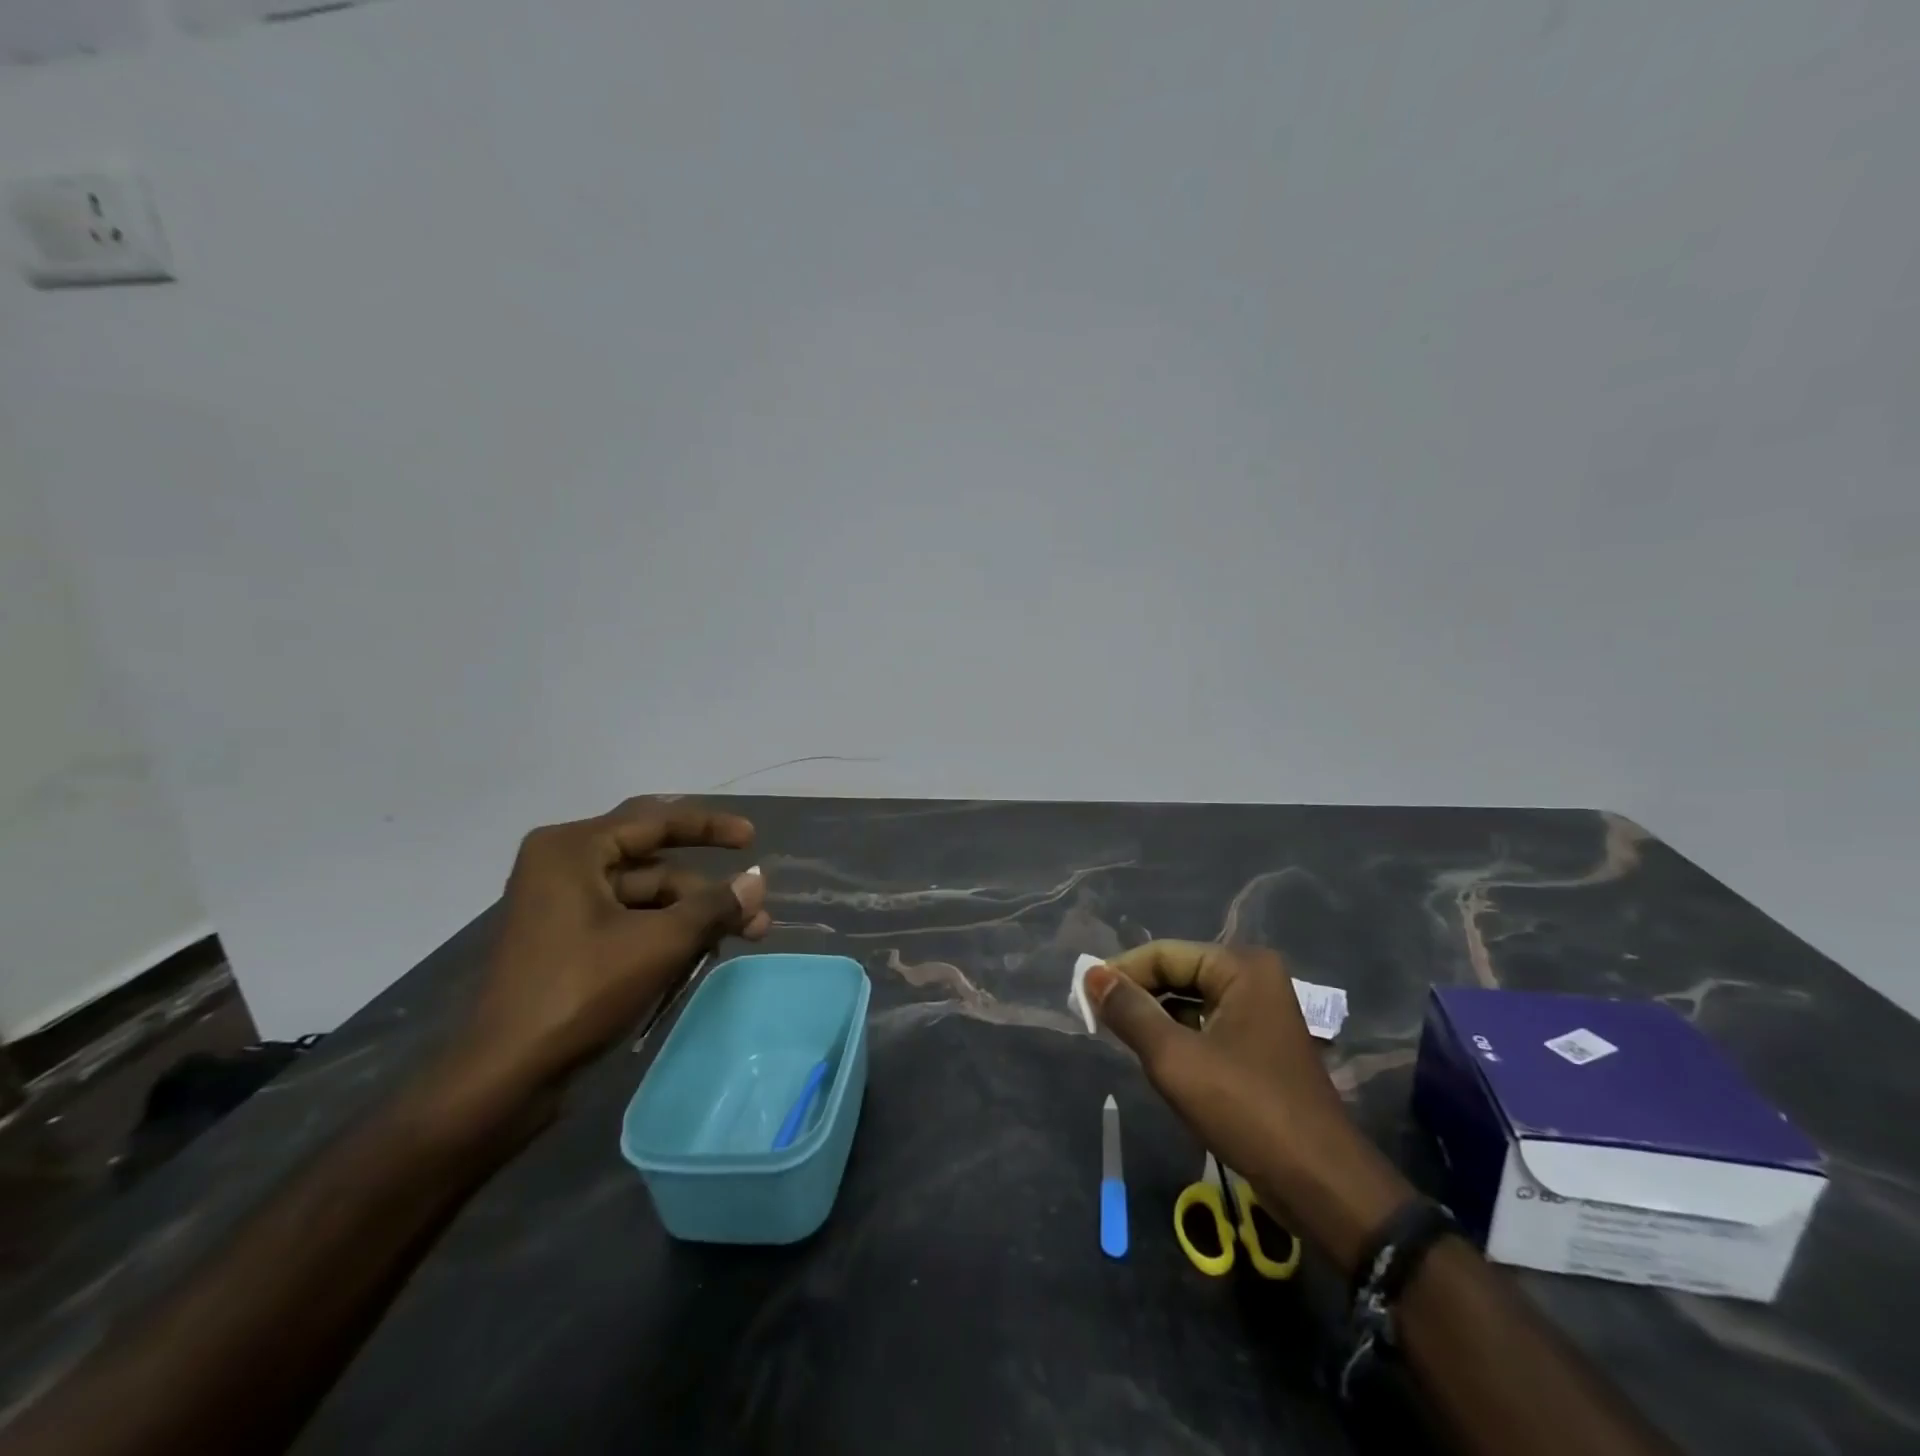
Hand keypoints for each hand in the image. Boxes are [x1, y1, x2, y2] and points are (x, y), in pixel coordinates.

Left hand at [443, 798, 770, 1112]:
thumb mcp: (659, 943)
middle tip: (753, 904)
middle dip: (706, 886)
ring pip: (645, 895)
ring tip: (742, 936)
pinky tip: (702, 952)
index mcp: (572, 849)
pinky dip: (666, 933)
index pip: (656, 820)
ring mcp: (561, 905)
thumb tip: (758, 882)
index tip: (753, 838)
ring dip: (693, 914)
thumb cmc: (581, 991)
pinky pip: (628, 921)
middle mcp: (562, 866)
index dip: (710, 827)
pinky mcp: (565, 941)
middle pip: (653, 860)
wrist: (506, 1076)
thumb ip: (714, 906)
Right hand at [1087, 941, 1412, 1272]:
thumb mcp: (1175, 1059)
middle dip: (1138, 995)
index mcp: (1241, 967)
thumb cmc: (1246, 1110)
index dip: (1121, 972)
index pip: (1164, 955)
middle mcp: (1255, 979)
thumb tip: (1091, 975)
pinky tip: (1154, 1058)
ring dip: (1155, 1018)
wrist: (1321, 1185)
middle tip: (1095, 1019)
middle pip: (1179, 974)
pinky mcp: (1260, 1046)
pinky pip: (1207, 1027)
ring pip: (1191, 1003)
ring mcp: (1262, 1013)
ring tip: (1117, 1038)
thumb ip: (1130, 1012)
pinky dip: (1178, 1037)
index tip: (1083, 997)